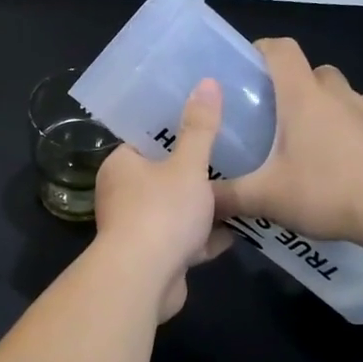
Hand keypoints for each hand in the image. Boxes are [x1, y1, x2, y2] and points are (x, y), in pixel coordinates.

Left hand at [91, 78, 233, 319]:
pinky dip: (205, 237)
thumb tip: (206, 82)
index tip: (205, 121)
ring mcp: (137, 228)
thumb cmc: (161, 212)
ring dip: (203, 207)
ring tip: (241, 190)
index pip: (145, 139)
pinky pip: (183, 240)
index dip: (173, 130)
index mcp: (121, 165)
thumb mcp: (187, 165)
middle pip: (163, 176)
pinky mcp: (154, 257)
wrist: (143, 280)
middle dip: (195, 171)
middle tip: (232, 155)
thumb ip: (200, 128)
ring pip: (175, 210)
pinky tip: (237, 232)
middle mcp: (123, 194)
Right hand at [212, 38, 362, 245]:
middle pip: (316, 72)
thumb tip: (199, 203)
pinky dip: (353, 138)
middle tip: (276, 116)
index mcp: (304, 97)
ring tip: (311, 143)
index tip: (246, 67)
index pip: (282, 50)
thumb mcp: (267, 198)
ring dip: (329, 109)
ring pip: (346, 97)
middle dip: (296, 86)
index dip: (263, 49)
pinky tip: (343, 171)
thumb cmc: (328, 190)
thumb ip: (228, 198)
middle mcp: (339, 97)